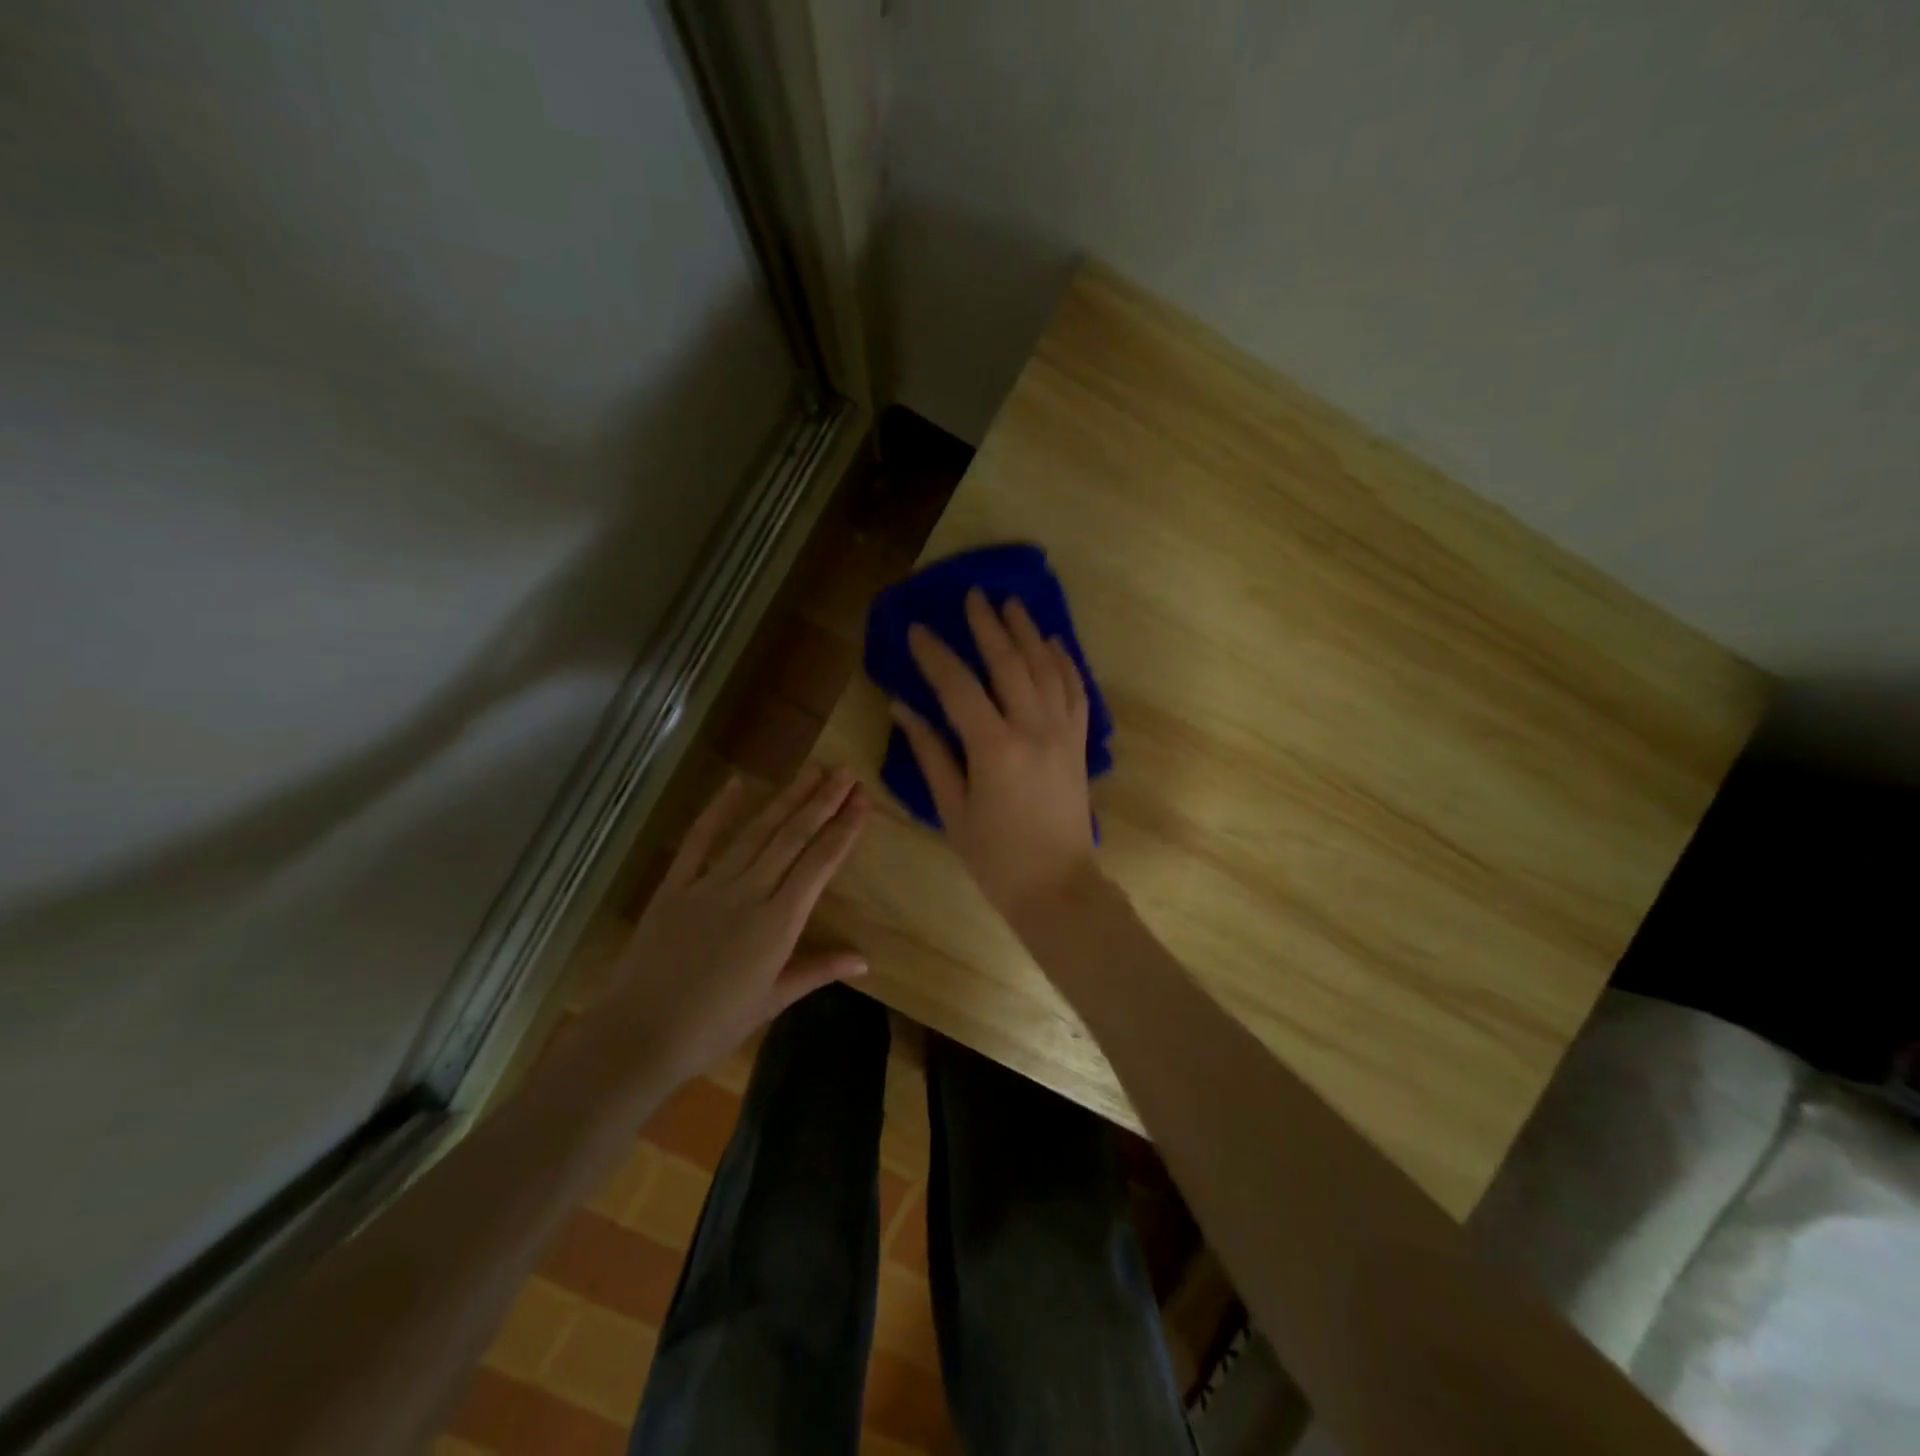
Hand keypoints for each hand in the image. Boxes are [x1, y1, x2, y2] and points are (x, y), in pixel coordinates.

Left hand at [607, 765, 868, 1083]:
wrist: (639, 1034)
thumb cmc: (714, 1025)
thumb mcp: (773, 1000)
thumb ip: (818, 970)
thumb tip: (864, 960)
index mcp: (779, 922)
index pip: (820, 863)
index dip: (844, 829)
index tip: (862, 800)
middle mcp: (750, 892)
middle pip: (793, 837)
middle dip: (822, 801)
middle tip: (845, 772)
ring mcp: (710, 884)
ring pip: (756, 832)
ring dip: (786, 799)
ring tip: (811, 771)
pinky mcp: (676, 885)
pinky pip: (699, 840)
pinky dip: (717, 810)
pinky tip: (736, 783)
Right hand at [891, 588, 1096, 923]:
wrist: (1057, 887)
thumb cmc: (995, 857)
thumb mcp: (952, 809)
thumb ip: (930, 753)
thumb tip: (904, 709)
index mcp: (994, 748)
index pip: (958, 686)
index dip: (935, 655)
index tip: (917, 628)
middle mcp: (1033, 729)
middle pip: (1009, 663)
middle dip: (988, 626)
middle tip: (972, 595)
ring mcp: (1063, 733)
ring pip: (1046, 668)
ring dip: (1027, 632)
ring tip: (1011, 604)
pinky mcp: (1079, 742)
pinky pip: (1075, 690)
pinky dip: (1063, 661)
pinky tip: (1053, 642)